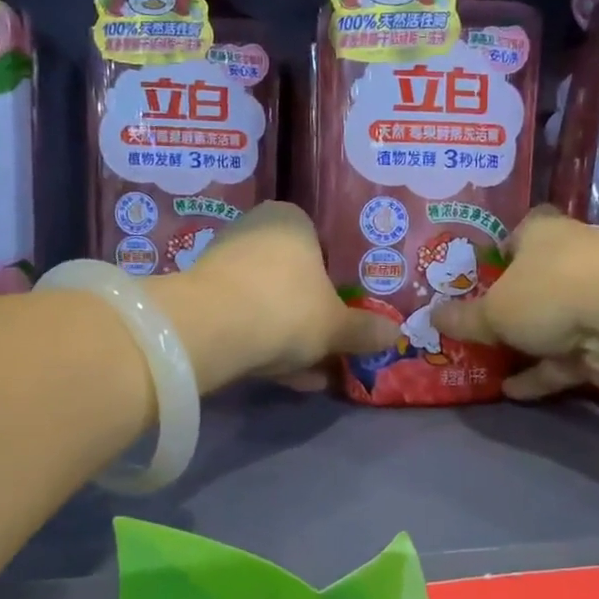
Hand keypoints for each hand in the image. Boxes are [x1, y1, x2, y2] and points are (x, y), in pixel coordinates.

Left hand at [154, 202, 393, 390]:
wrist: (212, 329)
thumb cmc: (288, 308)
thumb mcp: (337, 325)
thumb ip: (365, 330)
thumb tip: (396, 334)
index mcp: (291, 221)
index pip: (322, 246)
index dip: (336, 284)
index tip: (344, 315)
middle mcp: (255, 231)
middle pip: (293, 279)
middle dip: (312, 318)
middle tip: (331, 349)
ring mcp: (223, 263)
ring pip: (268, 303)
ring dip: (290, 338)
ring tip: (313, 374)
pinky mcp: (201, 297)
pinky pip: (244, 320)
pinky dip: (264, 345)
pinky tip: (286, 378)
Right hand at [434, 207, 598, 399]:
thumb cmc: (549, 292)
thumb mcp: (494, 310)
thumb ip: (465, 318)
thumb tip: (431, 316)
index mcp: (543, 233)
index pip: (519, 233)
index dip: (499, 251)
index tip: (479, 274)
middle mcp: (571, 258)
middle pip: (535, 281)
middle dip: (510, 304)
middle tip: (476, 324)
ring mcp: (594, 300)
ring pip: (551, 323)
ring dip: (524, 345)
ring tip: (487, 364)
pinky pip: (565, 358)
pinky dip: (541, 374)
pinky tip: (510, 391)